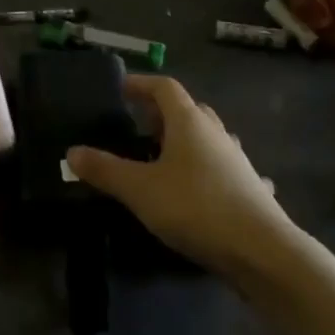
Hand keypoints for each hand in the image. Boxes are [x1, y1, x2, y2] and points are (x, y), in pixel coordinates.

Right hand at [68, 75, 293, 282]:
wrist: (262, 251)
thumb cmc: (195, 207)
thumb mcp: (140, 189)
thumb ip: (105, 169)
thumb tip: (71, 152)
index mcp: (188, 121)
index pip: (164, 87)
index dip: (141, 83)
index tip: (120, 89)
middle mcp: (215, 132)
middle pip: (187, 109)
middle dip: (161, 112)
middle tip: (136, 124)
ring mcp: (237, 159)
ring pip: (207, 137)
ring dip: (186, 139)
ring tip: (164, 156)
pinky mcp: (251, 187)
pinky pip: (225, 168)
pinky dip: (210, 169)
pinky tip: (205, 187)